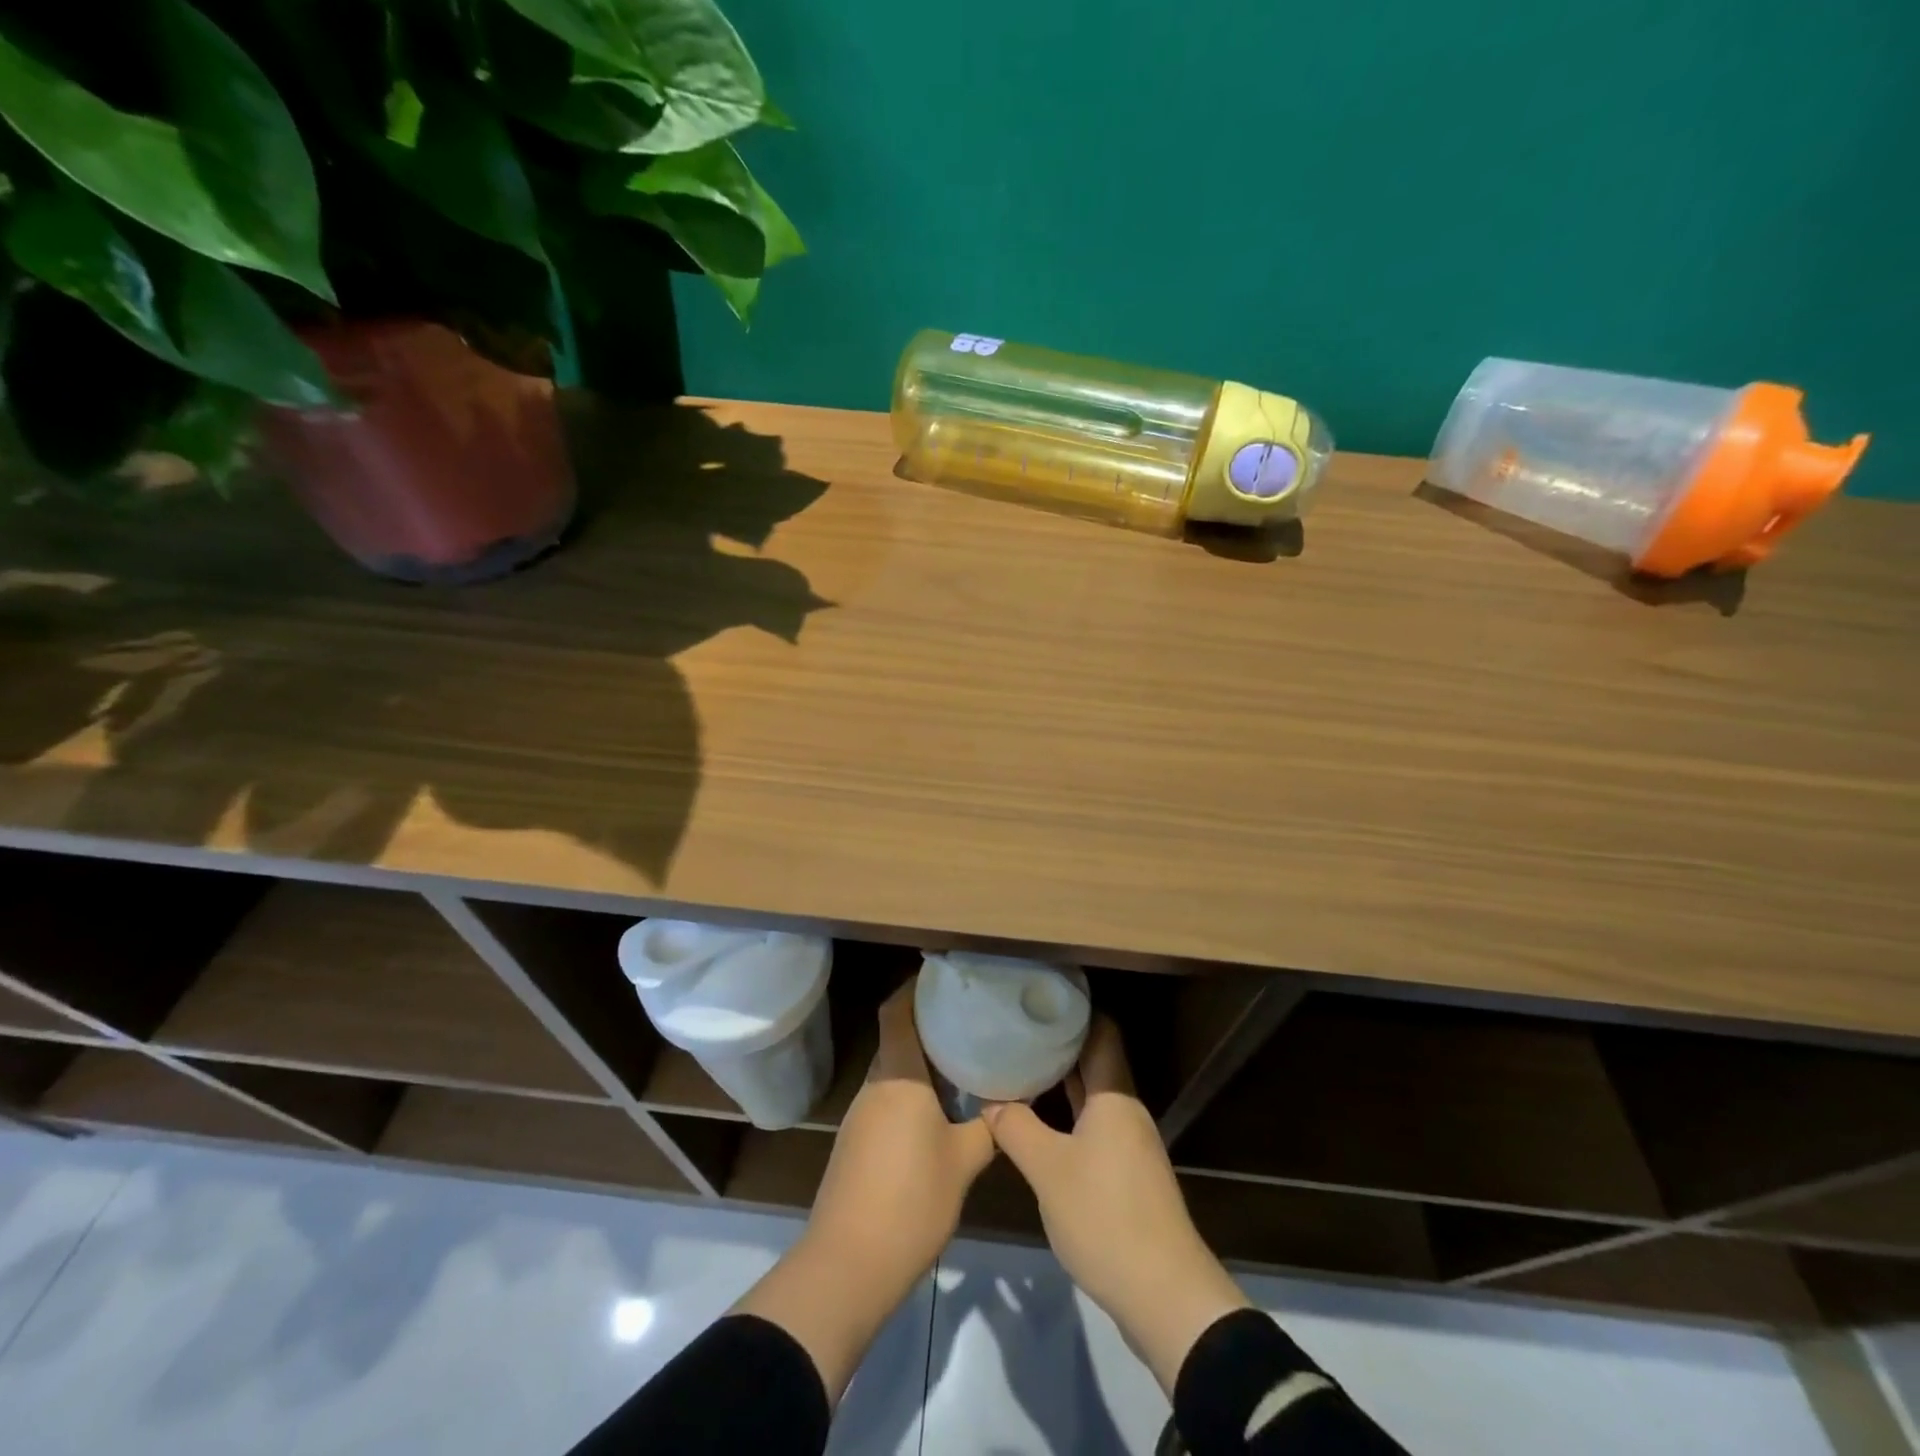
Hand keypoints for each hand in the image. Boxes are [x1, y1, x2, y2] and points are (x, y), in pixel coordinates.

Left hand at [734, 983, 994, 1402]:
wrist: (848, 1266)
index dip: (915, 988)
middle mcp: (874, 1086)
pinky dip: (911, 1095)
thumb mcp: (963, 1162)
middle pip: (898, 1040)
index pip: (897, 1011)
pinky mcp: (855, 1145)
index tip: (944, 979)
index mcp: (898, 1076)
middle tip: (969, 1023)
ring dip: (921, 1065)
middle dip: (929, 1027)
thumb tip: (1009, 1102)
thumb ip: (988, 1127)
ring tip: (962, 1064)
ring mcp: (860, 1116)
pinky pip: (887, 1101)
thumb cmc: (911, 1200)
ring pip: (894, 1073)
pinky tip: (937, 1113)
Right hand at [985, 1015, 1249, 1392]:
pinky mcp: (1126, 1174)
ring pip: (1091, 1096)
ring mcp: (1129, 1143)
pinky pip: (1092, 1125)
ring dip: (1058, 1082)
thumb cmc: (1106, 1216)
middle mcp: (1125, 1110)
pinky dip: (1066, 1115)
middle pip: (1093, 1061)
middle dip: (1056, 1044)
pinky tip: (1037, 1122)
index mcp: (1114, 1096)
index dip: (1072, 1010)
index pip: (1100, 1031)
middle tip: (1014, 1030)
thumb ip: (1016, 1128)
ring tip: (1017, 1067)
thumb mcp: (1048, 1170)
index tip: (1035, 998)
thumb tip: (990, 1101)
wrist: (1165, 1296)